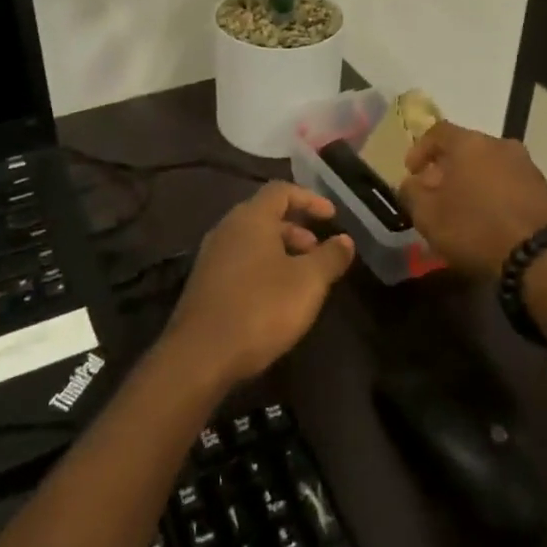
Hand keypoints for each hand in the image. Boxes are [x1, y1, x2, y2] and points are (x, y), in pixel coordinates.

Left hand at [164, 182, 354, 385]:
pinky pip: (240, 261)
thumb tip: (345, 240)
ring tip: (303, 278)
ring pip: (253, 240)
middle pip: (266, 215)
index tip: (332, 216)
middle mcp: (227, 228)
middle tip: (319, 252)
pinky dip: (263, 266)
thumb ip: (330, 257)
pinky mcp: (204, 282)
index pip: (281, 190)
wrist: (201, 355)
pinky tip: (276, 296)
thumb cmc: (261, 308)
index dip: (310, 198)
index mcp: (251, 218)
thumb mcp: (308, 282)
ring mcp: (212, 255)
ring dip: (281, 250)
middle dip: (297, 228)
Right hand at [398, 121, 546, 280]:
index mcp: (469, 143)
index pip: (437, 131)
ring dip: (471, 181)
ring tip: (461, 209)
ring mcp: (525, 164)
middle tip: (435, 193)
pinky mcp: (542, 187)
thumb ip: (411, 193)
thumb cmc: (475, 228)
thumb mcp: (428, 216)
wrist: (540, 257)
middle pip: (464, 148)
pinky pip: (507, 182)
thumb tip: (411, 184)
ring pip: (487, 165)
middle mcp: (499, 144)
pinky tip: (486, 218)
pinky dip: (492, 193)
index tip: (411, 173)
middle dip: (445, 168)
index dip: (420, 150)